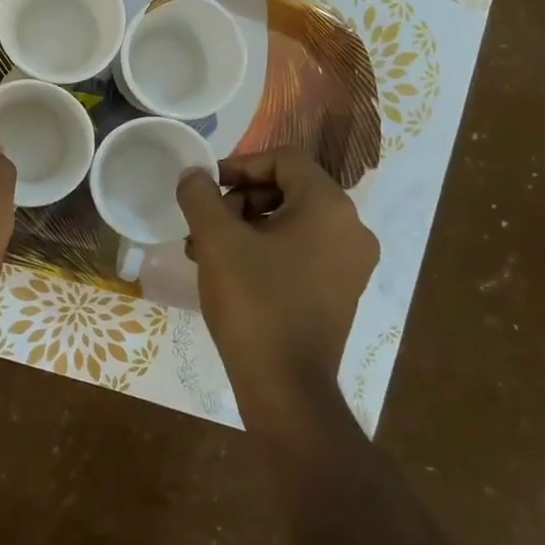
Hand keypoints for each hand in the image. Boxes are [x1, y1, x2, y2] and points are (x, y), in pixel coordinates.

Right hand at [176, 147, 378, 416]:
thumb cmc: (253, 302)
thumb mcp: (217, 241)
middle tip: (205, 222)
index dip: (240, 164)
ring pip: (293, 222)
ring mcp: (351, 263)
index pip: (284, 159)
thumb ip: (201, 197)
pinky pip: (302, 251)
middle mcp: (351, 228)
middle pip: (289, 189)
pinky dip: (266, 249)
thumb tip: (193, 175)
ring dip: (247, 226)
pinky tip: (230, 270)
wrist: (285, 385)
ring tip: (207, 249)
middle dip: (240, 200)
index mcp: (329, 207)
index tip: (207, 186)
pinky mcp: (342, 290)